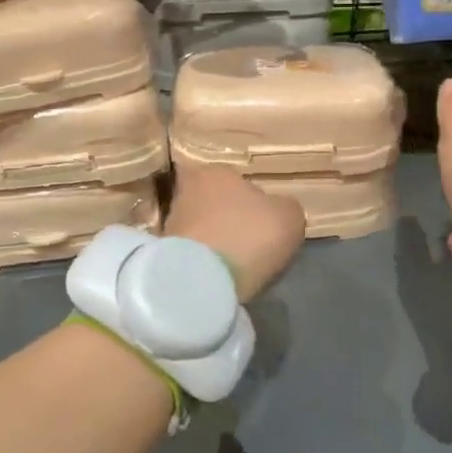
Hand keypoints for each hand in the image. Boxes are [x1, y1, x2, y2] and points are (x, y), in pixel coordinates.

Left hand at [165, 164, 306, 300]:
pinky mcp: (162, 255)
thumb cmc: (249, 235)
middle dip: (230, 221)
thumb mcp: (288, 216)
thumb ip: (284, 207)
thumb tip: (274, 210)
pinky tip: (220, 275)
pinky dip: (206, 262)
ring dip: (217, 243)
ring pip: (203, 229)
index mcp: (215, 172)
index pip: (234, 179)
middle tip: (251, 243)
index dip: (250, 199)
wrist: (203, 280)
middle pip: (215, 204)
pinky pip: (194, 254)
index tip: (263, 220)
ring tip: (236, 264)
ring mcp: (170, 223)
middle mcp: (187, 191)